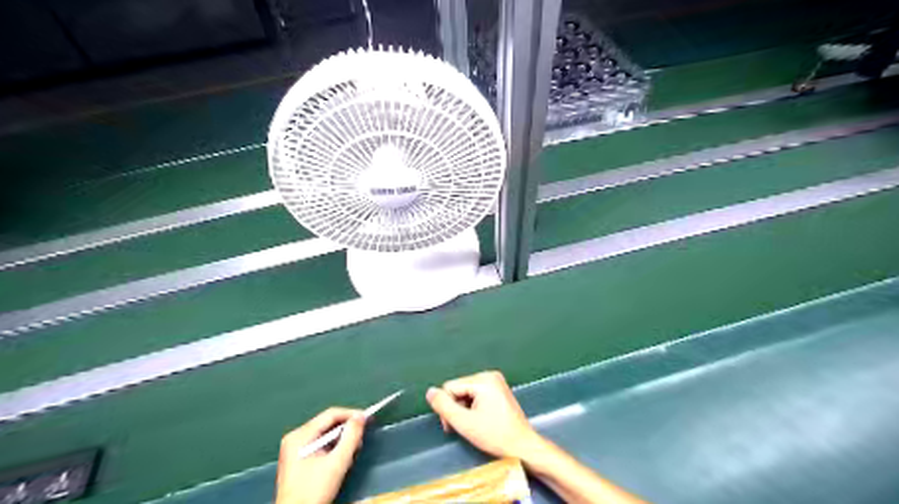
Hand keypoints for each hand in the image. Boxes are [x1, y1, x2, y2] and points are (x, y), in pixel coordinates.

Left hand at [278, 407, 367, 503]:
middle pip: (327, 424)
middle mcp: (295, 438)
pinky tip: (340, 458)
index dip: (351, 414)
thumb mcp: (337, 463)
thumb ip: (351, 437)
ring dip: (340, 439)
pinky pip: (319, 444)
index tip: (367, 419)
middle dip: (346, 429)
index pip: (330, 414)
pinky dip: (332, 447)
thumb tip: (360, 417)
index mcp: (300, 436)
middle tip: (360, 438)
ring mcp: (294, 448)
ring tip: (352, 450)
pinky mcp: (297, 458)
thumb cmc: (313, 491)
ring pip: (324, 434)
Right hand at [425, 370, 544, 460]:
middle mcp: (490, 375)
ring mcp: (496, 382)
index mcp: (483, 380)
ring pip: (466, 392)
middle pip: (459, 388)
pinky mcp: (499, 390)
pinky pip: (476, 394)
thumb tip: (430, 392)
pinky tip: (479, 420)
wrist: (523, 446)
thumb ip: (444, 406)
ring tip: (471, 425)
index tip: (452, 425)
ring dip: (464, 409)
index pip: (450, 387)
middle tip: (462, 427)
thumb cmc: (495, 436)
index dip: (447, 407)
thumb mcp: (464, 423)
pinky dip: (473, 407)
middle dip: (456, 408)